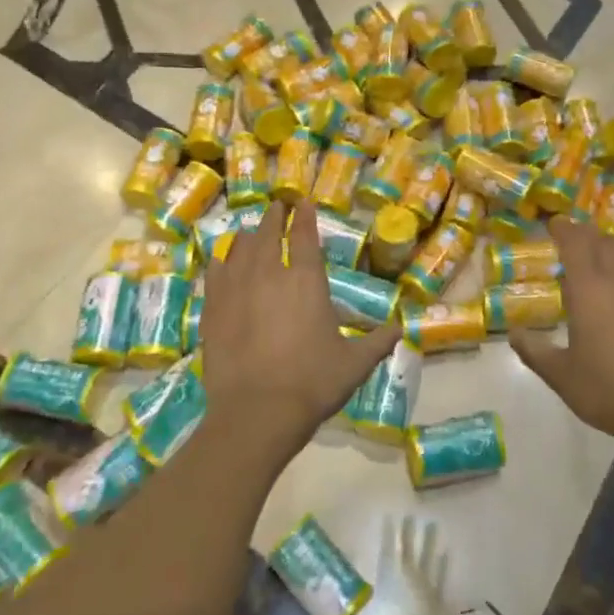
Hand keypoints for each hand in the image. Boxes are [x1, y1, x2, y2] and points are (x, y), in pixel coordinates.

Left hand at [200, 205, 399, 456]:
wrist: (257, 412)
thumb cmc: (312, 383)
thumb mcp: (355, 364)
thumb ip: (378, 341)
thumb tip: (400, 328)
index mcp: (306, 280)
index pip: (304, 235)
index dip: (305, 216)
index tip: (303, 202)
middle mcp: (269, 274)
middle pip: (268, 233)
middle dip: (274, 216)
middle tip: (277, 206)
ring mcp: (236, 289)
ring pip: (240, 248)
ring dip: (247, 234)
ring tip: (249, 229)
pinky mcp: (213, 308)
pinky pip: (215, 272)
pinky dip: (220, 260)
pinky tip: (221, 258)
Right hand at [510, 217, 613, 449]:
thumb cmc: (611, 391)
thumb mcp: (563, 377)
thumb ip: (535, 352)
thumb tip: (513, 334)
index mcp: (589, 289)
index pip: (574, 241)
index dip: (563, 228)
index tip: (554, 225)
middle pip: (603, 239)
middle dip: (586, 235)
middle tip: (574, 242)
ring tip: (605, 255)